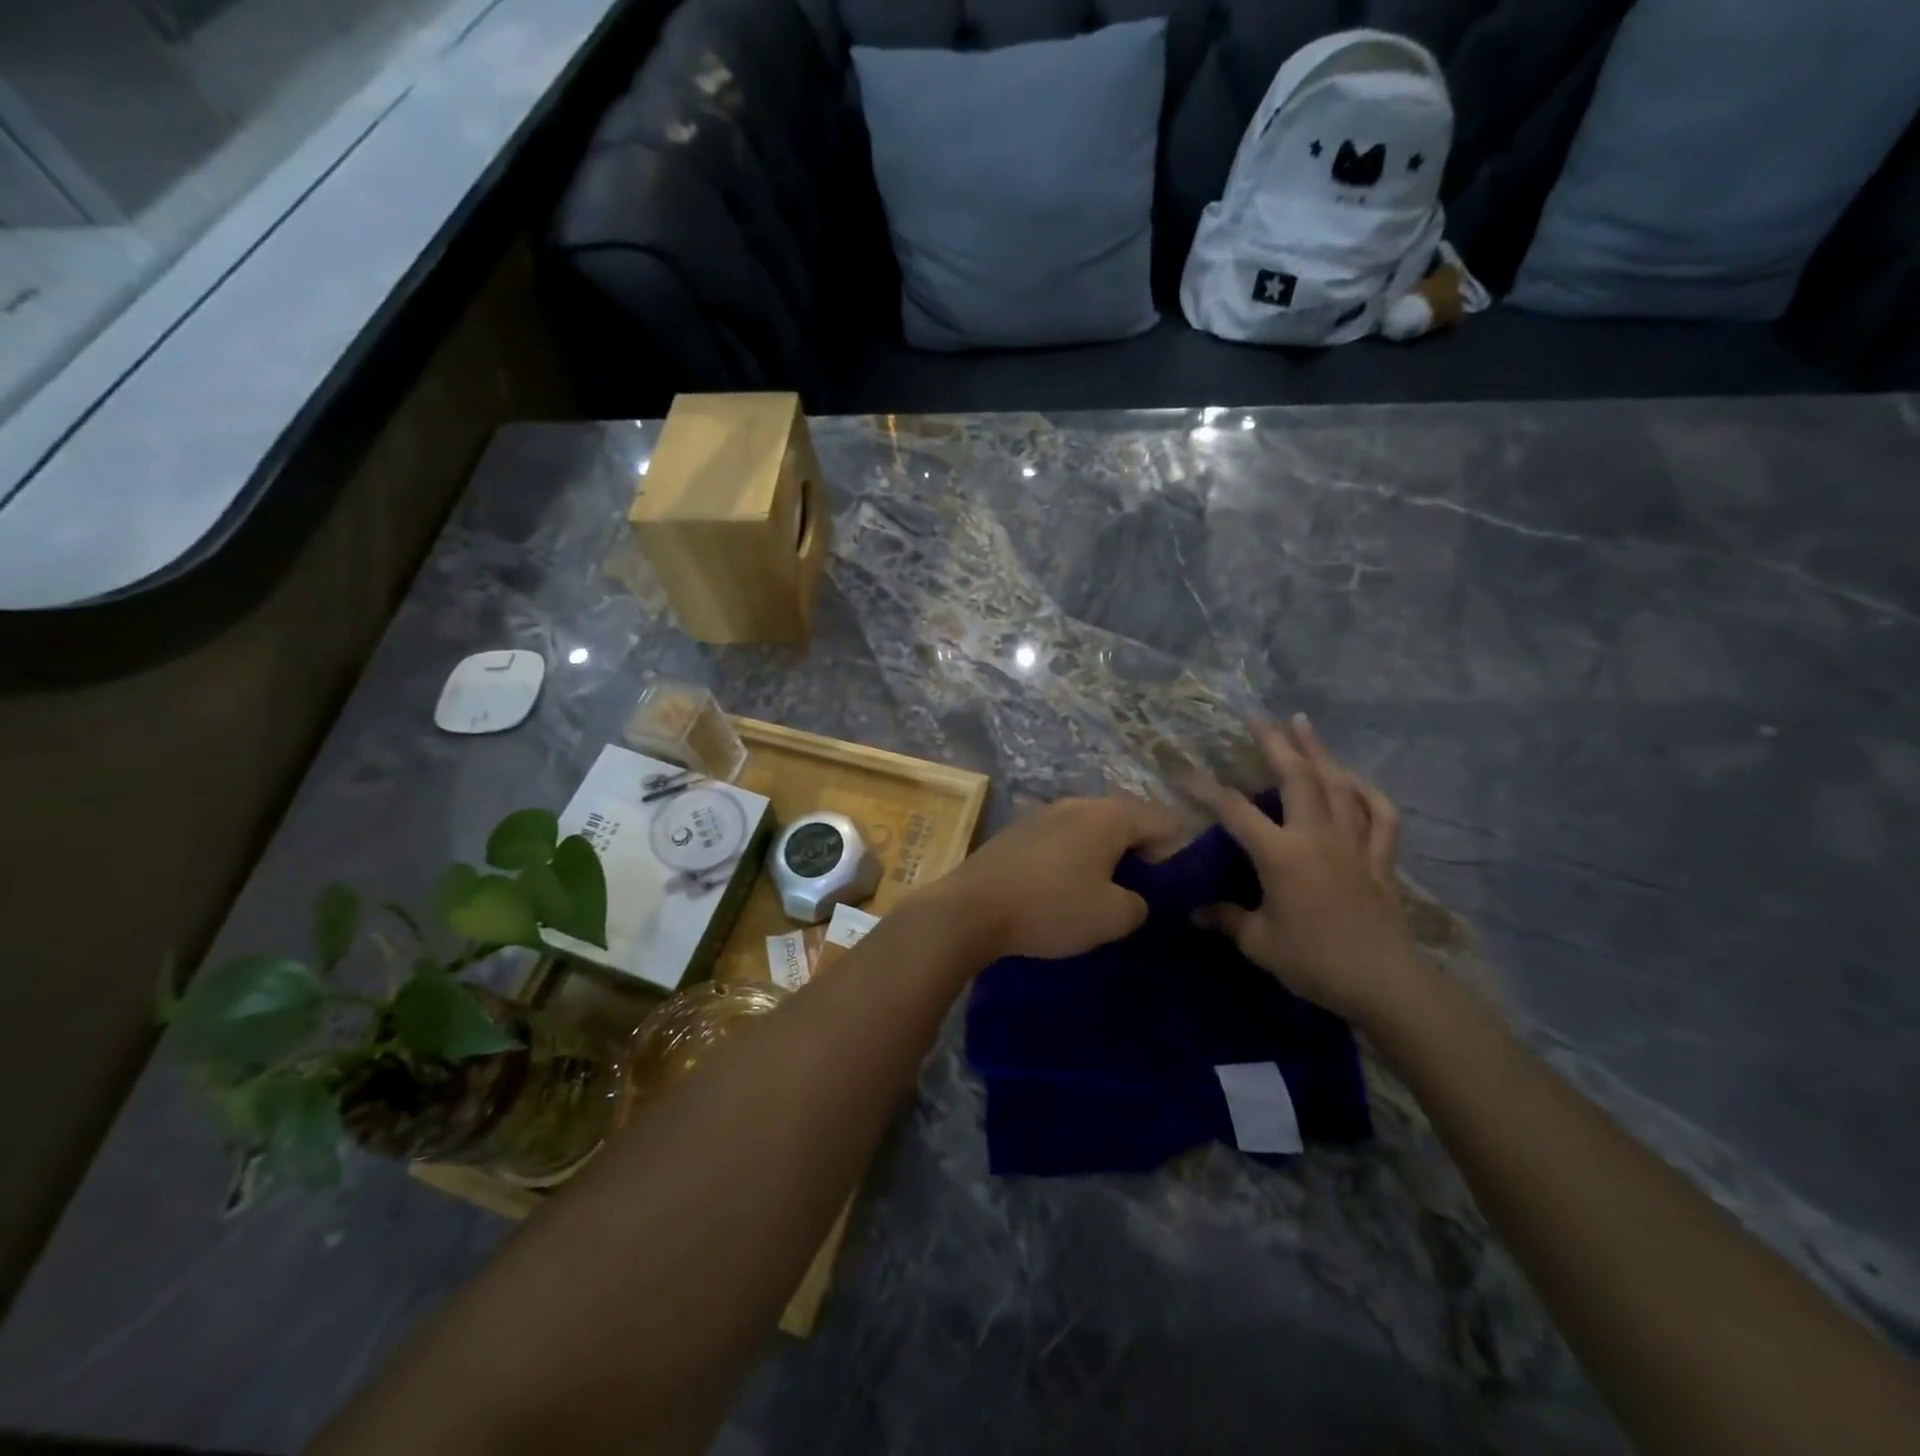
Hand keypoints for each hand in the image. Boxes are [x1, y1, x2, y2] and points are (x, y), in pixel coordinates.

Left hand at [921, 794, 1183, 963]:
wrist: (970, 908)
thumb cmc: (1050, 907)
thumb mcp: (1112, 917)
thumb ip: (1139, 904)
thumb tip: (1133, 898)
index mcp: (1108, 815)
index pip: (1162, 820)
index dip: (1176, 852)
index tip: (1169, 889)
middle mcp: (1077, 803)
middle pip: (1125, 820)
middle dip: (1139, 853)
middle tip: (1139, 892)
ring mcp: (1043, 813)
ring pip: (1090, 829)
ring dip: (1103, 856)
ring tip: (1101, 893)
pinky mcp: (1018, 830)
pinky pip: (1061, 839)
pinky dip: (1072, 858)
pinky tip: (1062, 888)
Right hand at [1188, 716, 1422, 1027]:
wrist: (1384, 983)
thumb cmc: (1314, 962)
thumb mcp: (1259, 943)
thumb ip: (1227, 920)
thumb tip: (1196, 911)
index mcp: (1282, 855)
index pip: (1234, 811)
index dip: (1204, 789)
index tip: (1182, 772)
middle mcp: (1317, 837)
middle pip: (1296, 777)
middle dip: (1275, 743)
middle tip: (1258, 718)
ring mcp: (1354, 844)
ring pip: (1338, 785)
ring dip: (1319, 751)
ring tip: (1303, 723)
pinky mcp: (1380, 859)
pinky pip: (1380, 815)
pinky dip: (1368, 793)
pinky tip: (1354, 780)